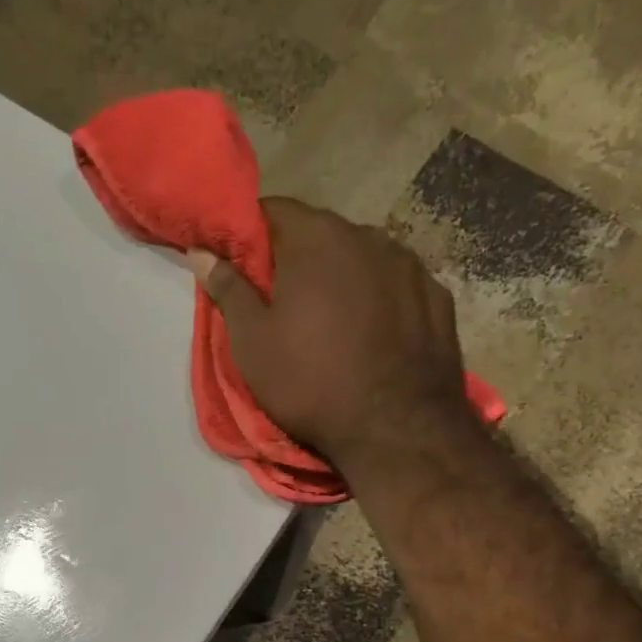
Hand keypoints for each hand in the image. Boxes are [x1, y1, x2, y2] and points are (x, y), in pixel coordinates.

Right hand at [192, 197, 474, 470]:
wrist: (396, 429)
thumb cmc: (311, 384)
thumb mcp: (253, 344)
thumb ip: (229, 290)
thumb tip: (202, 252)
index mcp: (316, 239)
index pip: (274, 211)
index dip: (254, 236)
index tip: (246, 268)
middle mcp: (368, 236)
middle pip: (323, 234)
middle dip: (301, 259)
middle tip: (287, 303)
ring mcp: (411, 265)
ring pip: (365, 258)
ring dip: (346, 278)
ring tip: (337, 323)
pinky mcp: (438, 298)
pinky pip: (399, 286)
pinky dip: (383, 300)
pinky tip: (378, 334)